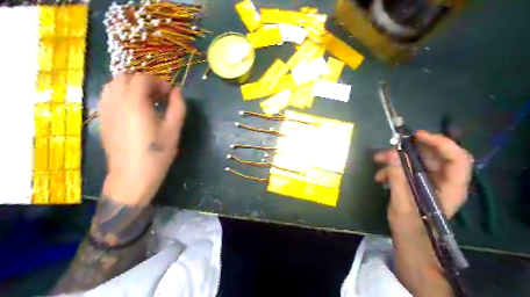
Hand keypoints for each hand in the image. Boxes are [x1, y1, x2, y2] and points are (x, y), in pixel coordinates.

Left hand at [99, 75, 185, 205]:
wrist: (132, 176)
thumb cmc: (156, 153)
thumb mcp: (173, 130)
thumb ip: (177, 106)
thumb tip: (177, 90)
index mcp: (135, 103)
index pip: (143, 79)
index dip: (159, 82)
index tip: (170, 93)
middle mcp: (116, 102)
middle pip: (126, 77)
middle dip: (144, 81)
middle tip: (158, 96)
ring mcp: (106, 110)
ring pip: (113, 85)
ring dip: (130, 86)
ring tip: (145, 100)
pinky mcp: (103, 119)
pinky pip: (107, 96)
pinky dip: (120, 94)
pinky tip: (132, 108)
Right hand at [374, 130, 474, 219]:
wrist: (410, 242)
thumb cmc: (411, 228)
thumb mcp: (403, 203)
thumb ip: (398, 178)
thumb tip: (390, 154)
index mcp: (452, 187)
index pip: (457, 158)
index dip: (441, 143)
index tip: (417, 136)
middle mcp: (445, 181)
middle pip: (434, 155)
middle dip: (411, 149)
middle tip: (391, 147)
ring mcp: (432, 181)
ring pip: (419, 159)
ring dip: (397, 158)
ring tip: (378, 160)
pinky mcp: (419, 183)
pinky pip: (409, 168)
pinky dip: (394, 168)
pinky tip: (380, 176)